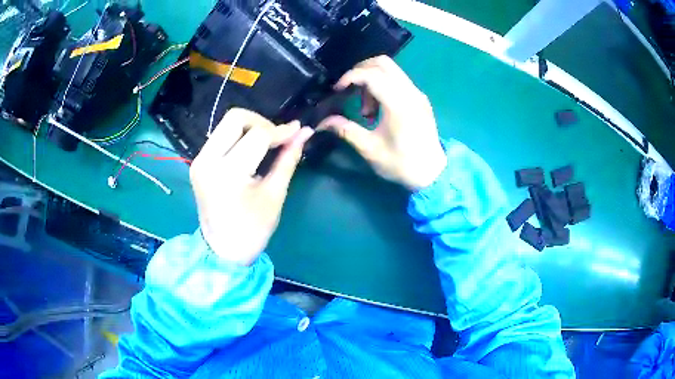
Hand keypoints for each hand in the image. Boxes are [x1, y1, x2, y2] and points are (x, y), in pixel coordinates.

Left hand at [190, 108, 313, 265]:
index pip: (258, 136)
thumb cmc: (253, 229)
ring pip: (226, 124)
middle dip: (261, 122)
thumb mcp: (275, 194)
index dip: (281, 131)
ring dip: (249, 128)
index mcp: (228, 173)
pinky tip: (251, 151)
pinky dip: (238, 137)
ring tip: (266, 145)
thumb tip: (304, 132)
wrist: (223, 251)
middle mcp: (208, 160)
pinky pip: (220, 137)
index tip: (298, 131)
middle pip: (235, 118)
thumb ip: (288, 159)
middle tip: (277, 138)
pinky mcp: (198, 163)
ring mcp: (199, 160)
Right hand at [318, 56, 445, 190]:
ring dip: (372, 79)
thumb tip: (322, 122)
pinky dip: (383, 85)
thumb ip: (346, 130)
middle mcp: (410, 92)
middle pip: (382, 63)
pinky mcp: (420, 98)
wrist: (432, 173)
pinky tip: (379, 108)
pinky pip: (398, 79)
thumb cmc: (401, 164)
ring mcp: (417, 93)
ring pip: (391, 69)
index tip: (337, 90)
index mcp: (398, 103)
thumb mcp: (370, 149)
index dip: (350, 77)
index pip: (371, 74)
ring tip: (367, 109)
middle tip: (349, 91)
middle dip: (360, 71)